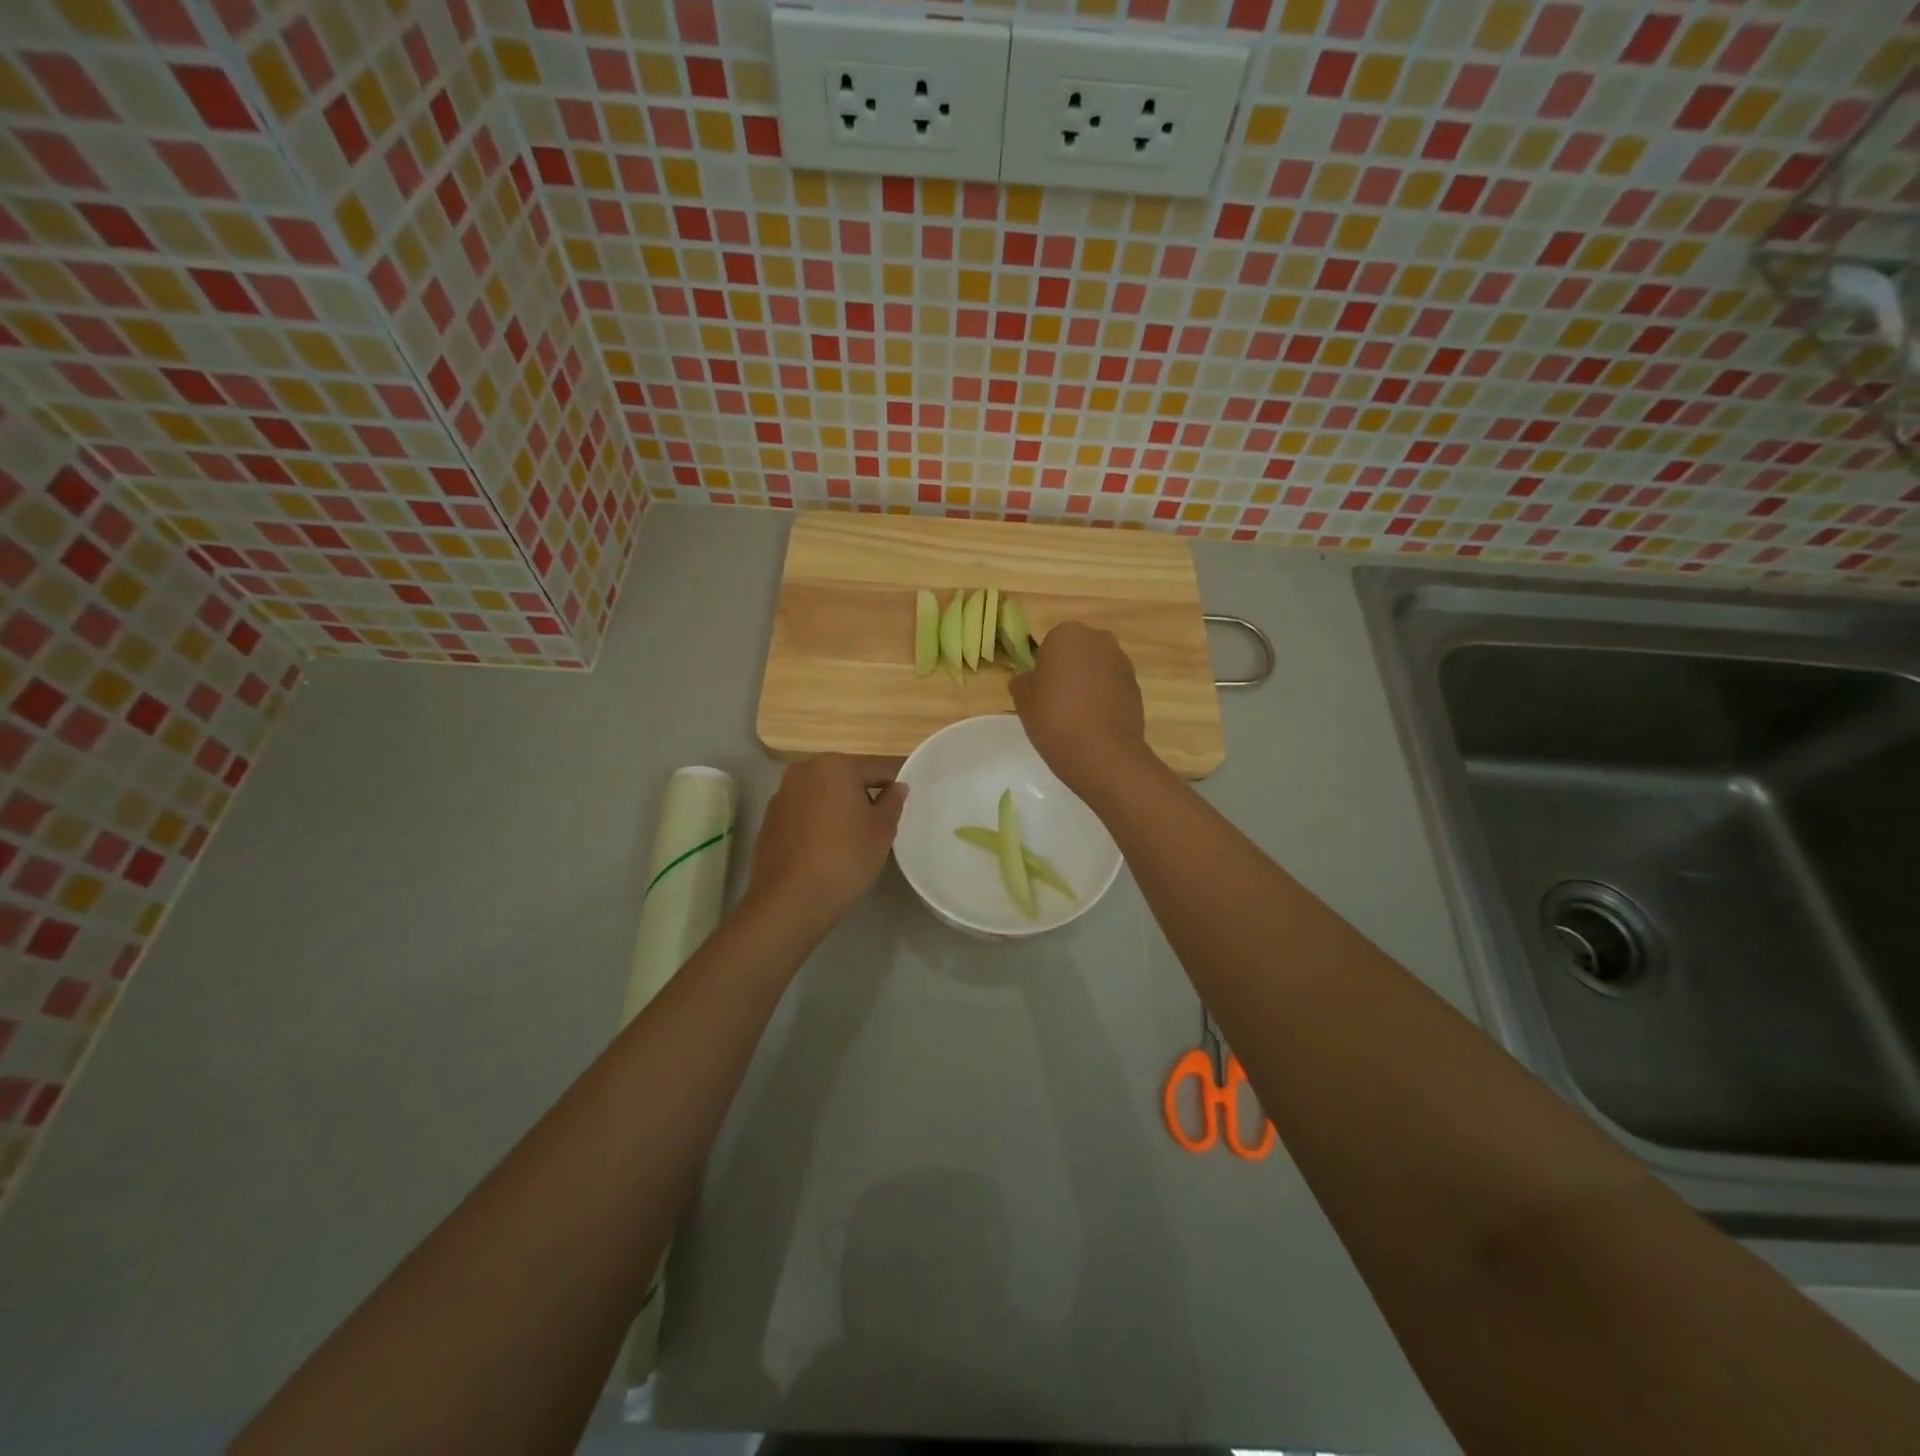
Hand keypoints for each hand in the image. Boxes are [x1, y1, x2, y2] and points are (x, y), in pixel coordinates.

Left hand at [748, 754, 905, 930]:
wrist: (791, 898)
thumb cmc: (845, 857)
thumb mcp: (882, 830)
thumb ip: (892, 802)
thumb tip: (897, 787)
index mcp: (835, 765)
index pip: (876, 769)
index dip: (892, 787)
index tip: (899, 808)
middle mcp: (803, 771)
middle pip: (844, 778)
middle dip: (861, 796)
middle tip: (875, 826)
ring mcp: (781, 795)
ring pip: (820, 795)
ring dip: (836, 809)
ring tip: (848, 840)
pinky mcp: (768, 820)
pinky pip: (802, 813)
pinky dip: (815, 823)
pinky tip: (822, 850)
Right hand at [1009, 621, 1149, 800]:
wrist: (1100, 751)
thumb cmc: (1053, 716)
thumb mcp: (1022, 697)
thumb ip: (1023, 680)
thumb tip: (1031, 679)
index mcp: (1068, 633)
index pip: (1050, 643)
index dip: (1044, 666)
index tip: (1040, 690)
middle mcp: (1100, 640)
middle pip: (1078, 652)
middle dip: (1069, 671)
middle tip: (1056, 701)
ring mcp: (1123, 664)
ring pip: (1098, 670)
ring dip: (1088, 685)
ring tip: (1076, 717)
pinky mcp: (1137, 689)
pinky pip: (1113, 690)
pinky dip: (1104, 701)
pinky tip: (1094, 726)